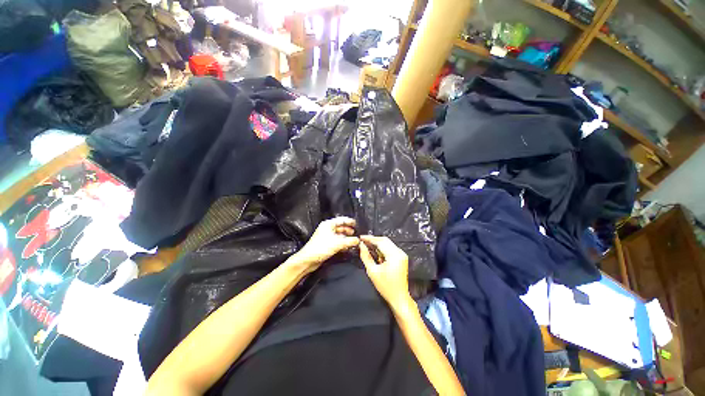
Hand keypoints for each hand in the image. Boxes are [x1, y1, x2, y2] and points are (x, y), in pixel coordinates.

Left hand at [287, 217, 358, 273]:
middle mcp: (327, 229)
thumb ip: (350, 241)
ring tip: (354, 240)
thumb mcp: (338, 243)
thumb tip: (358, 240)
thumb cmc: (320, 248)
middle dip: (349, 230)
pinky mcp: (326, 244)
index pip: (341, 220)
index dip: (349, 221)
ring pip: (339, 235)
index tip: (356, 224)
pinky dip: (343, 243)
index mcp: (328, 224)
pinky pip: (337, 242)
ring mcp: (326, 237)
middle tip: (356, 233)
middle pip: (341, 227)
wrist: (308, 260)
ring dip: (346, 238)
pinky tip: (348, 247)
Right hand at [358, 236, 411, 308]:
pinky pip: (391, 248)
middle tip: (363, 240)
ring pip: (388, 243)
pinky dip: (382, 248)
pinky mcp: (402, 257)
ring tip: (367, 245)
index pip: (380, 242)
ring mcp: (402, 254)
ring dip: (378, 243)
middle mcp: (400, 252)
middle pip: (385, 240)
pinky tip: (375, 251)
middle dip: (373, 240)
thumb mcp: (372, 271)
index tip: (360, 237)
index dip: (370, 238)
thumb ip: (366, 256)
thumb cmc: (385, 286)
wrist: (399, 297)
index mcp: (394, 255)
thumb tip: (361, 245)